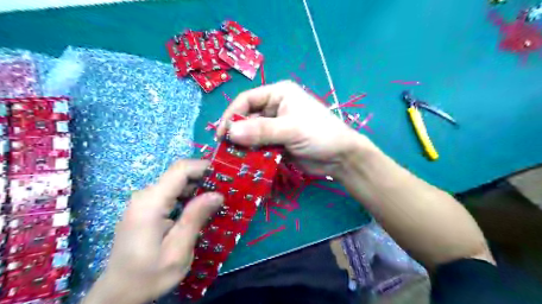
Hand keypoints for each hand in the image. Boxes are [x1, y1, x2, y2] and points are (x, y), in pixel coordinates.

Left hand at [82, 159, 221, 302]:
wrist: (118, 293)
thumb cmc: (148, 276)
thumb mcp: (177, 252)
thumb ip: (195, 219)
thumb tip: (217, 194)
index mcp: (150, 203)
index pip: (180, 170)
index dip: (203, 166)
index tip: (225, 175)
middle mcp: (145, 196)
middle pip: (178, 174)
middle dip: (204, 177)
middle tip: (225, 189)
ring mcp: (143, 201)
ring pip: (176, 182)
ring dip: (198, 186)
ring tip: (217, 198)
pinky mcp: (146, 207)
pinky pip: (171, 192)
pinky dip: (188, 195)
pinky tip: (200, 207)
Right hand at [217, 81, 369, 175]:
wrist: (340, 158)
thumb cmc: (320, 135)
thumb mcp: (291, 129)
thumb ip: (262, 130)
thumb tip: (230, 133)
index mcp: (279, 94)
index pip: (247, 100)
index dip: (232, 115)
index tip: (221, 134)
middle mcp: (275, 108)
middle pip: (247, 117)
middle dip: (236, 132)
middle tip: (224, 149)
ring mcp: (276, 126)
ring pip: (252, 133)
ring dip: (243, 145)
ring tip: (231, 158)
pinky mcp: (278, 142)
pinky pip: (260, 146)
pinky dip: (252, 153)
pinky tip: (245, 162)